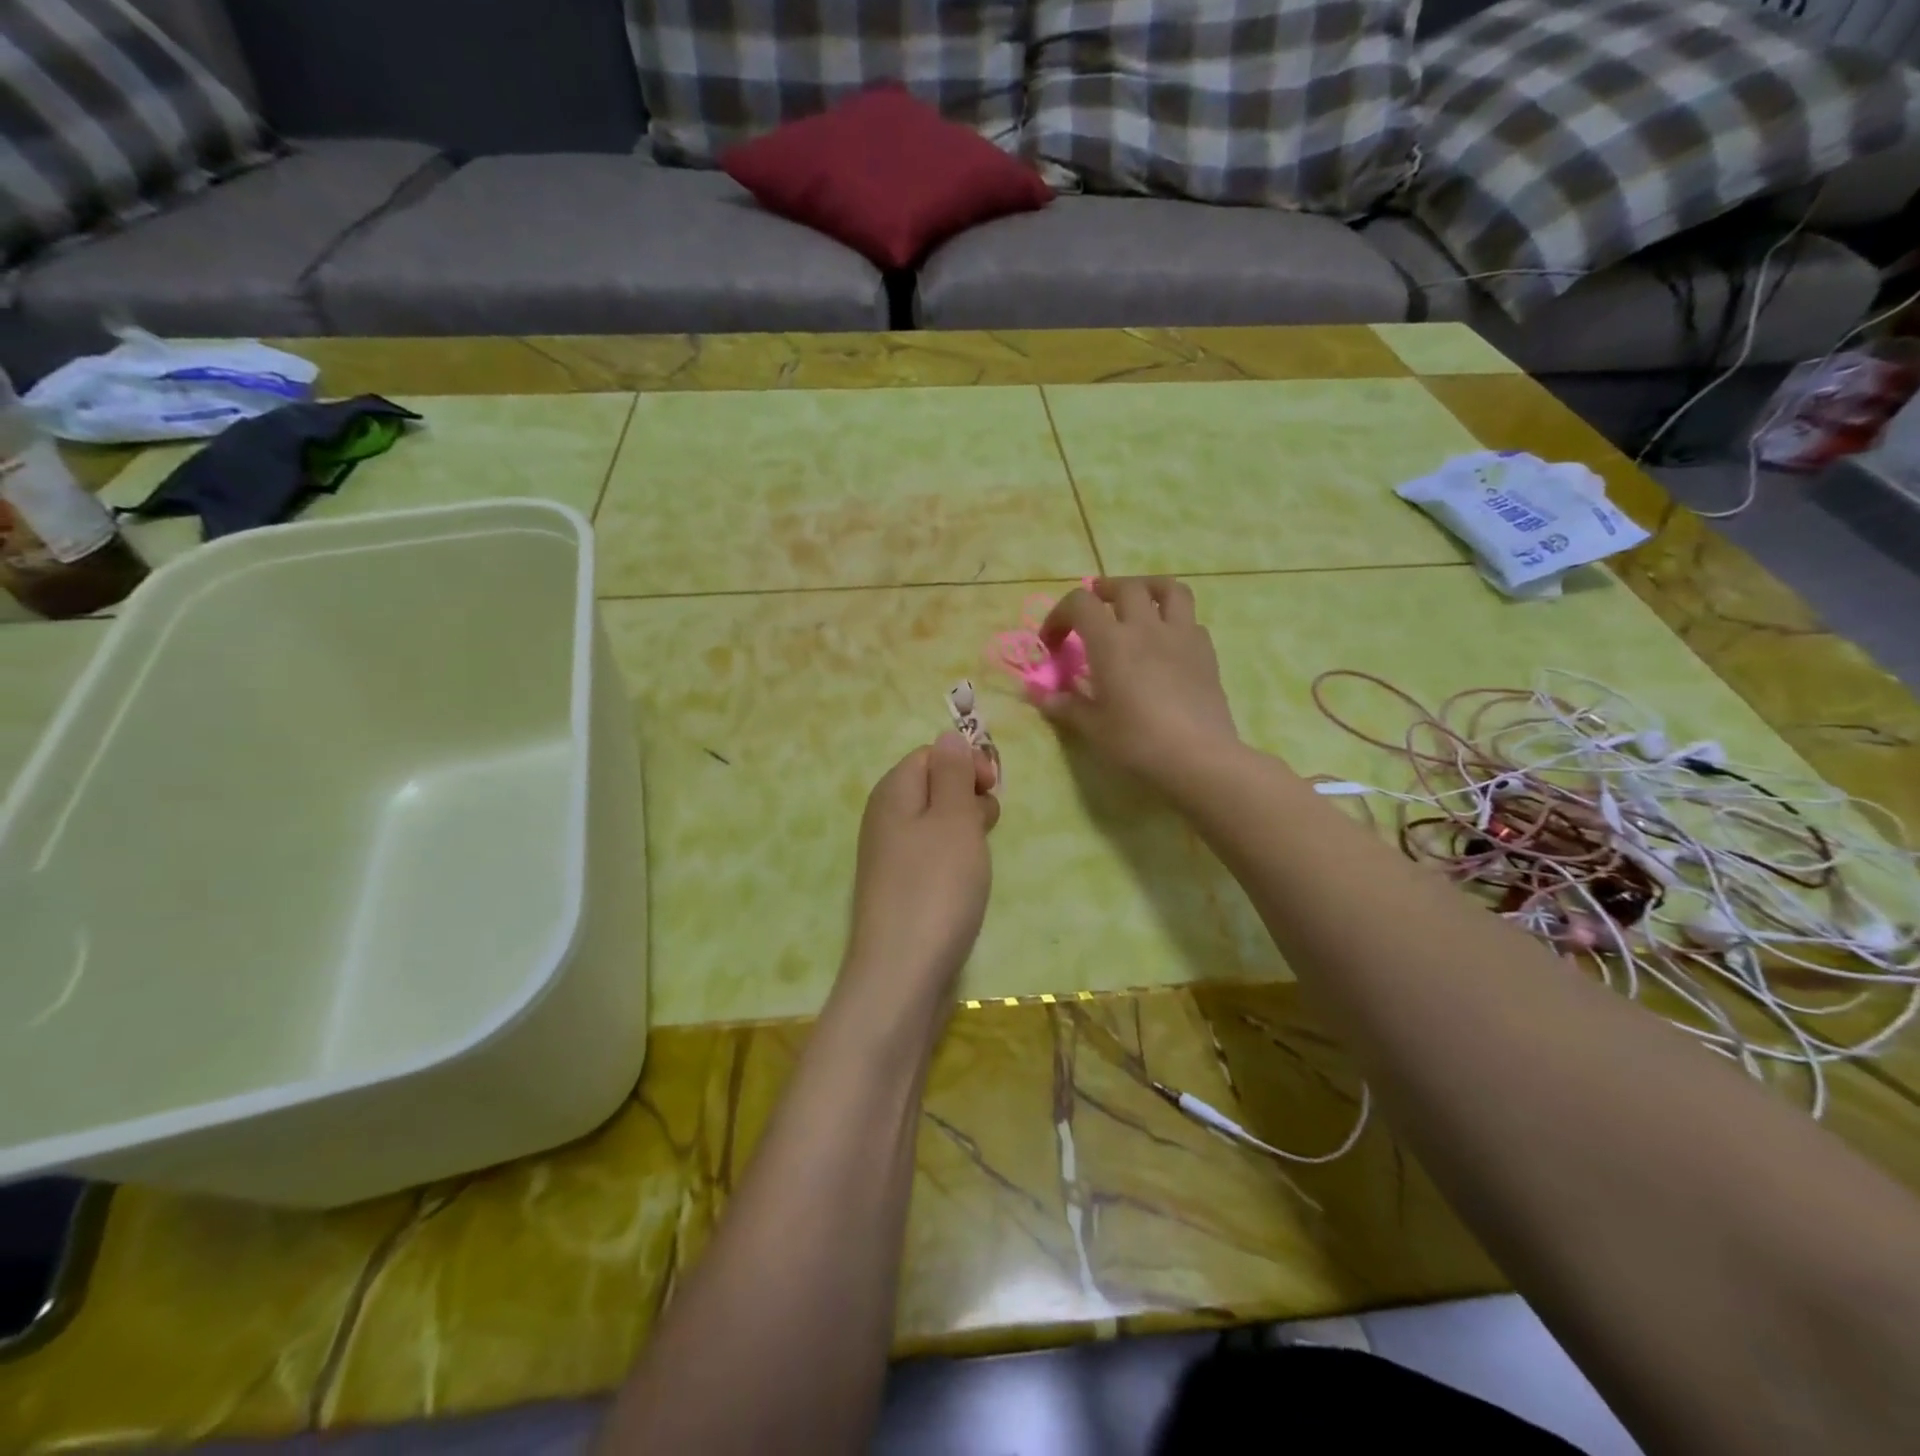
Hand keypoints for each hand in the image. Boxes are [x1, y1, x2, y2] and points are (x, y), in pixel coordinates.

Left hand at [843, 733, 999, 1005]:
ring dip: (967, 830)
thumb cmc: (936, 887)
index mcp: (893, 792)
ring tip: (979, 856)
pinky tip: (967, 881)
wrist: (903, 973)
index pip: (932, 754)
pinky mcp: (902, 888)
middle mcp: (885, 818)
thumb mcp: (953, 819)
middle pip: (935, 786)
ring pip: (938, 823)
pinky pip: (934, 855)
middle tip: (986, 825)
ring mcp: (891, 856)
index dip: (966, 763)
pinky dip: (955, 860)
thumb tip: (948, 736)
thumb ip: (953, 773)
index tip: (992, 788)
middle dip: (969, 796)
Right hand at [1038, 577, 1239, 789]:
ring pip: (1169, 589)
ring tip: (1138, 603)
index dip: (1060, 615)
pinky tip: (1167, 643)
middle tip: (1093, 611)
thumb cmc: (1137, 741)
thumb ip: (1066, 706)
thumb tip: (1042, 697)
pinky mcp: (1206, 652)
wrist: (1197, 757)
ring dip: (1148, 588)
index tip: (1052, 643)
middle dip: (1103, 592)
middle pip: (1125, 587)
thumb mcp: (1093, 727)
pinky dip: (1174, 622)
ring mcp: (1181, 636)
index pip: (1080, 603)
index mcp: (1111, 642)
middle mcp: (1145, 627)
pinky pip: (1190, 620)